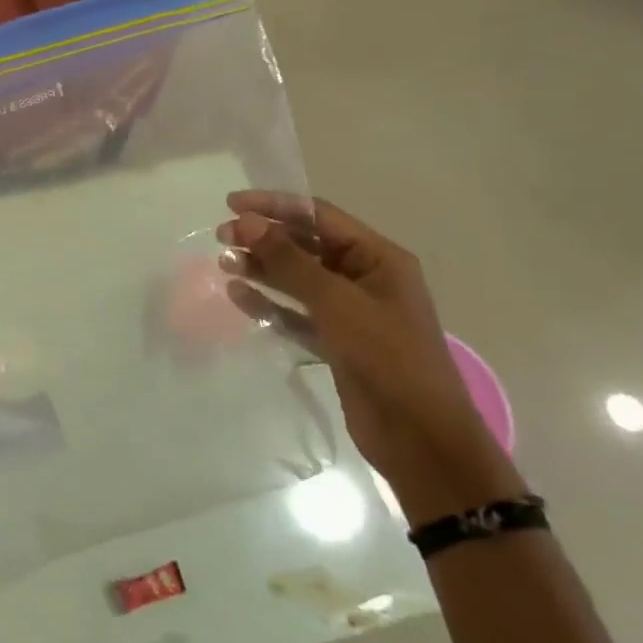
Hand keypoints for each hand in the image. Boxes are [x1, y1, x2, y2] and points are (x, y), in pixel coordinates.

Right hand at [217, 193, 525, 524]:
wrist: (420, 438)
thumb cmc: (387, 357)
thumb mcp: (337, 302)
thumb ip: (289, 261)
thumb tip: (245, 222)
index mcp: (378, 258)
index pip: (319, 216)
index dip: (275, 206)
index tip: (231, 203)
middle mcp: (364, 278)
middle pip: (306, 246)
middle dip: (264, 238)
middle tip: (221, 238)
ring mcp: (350, 312)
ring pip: (297, 280)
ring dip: (262, 269)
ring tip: (224, 263)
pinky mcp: (336, 343)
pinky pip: (296, 314)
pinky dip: (269, 304)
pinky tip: (238, 296)